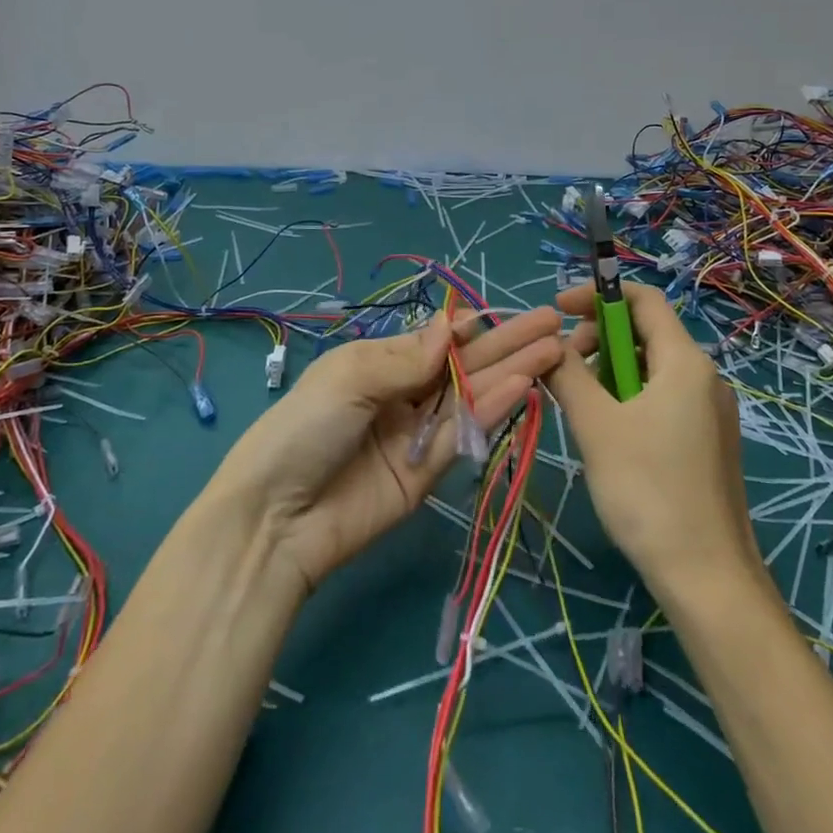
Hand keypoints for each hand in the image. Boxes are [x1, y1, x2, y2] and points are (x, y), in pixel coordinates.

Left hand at [208, 307, 563, 593]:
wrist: (277, 518)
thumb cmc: (304, 428)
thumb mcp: (349, 378)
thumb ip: (406, 358)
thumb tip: (452, 327)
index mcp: (377, 363)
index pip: (434, 341)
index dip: (469, 328)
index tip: (506, 313)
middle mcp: (402, 394)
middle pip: (463, 365)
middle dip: (506, 344)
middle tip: (553, 324)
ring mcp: (418, 433)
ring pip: (473, 395)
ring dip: (512, 371)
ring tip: (554, 349)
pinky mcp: (429, 472)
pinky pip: (465, 433)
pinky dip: (495, 408)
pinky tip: (525, 385)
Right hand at [547, 282, 764, 600]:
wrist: (708, 580)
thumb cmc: (648, 491)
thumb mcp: (595, 425)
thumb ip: (567, 374)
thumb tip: (549, 345)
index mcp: (685, 362)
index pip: (643, 298)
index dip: (598, 294)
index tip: (558, 310)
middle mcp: (705, 377)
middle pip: (646, 332)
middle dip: (599, 339)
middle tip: (564, 371)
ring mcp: (711, 412)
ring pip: (651, 368)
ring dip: (610, 372)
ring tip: (581, 408)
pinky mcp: (708, 442)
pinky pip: (663, 398)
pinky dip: (629, 398)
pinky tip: (608, 434)